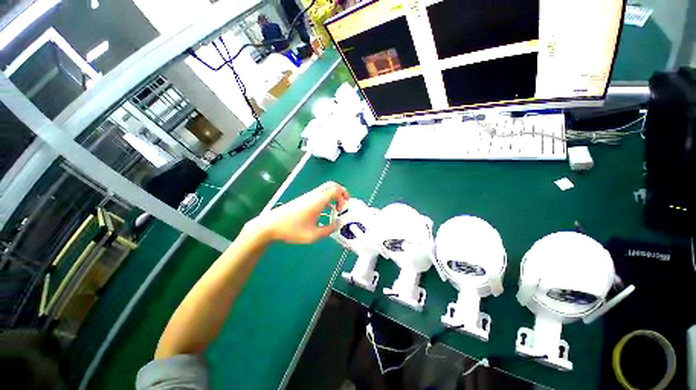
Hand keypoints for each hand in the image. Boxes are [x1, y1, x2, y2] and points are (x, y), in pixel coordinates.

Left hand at [246, 181, 349, 243]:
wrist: (270, 225)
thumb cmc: (292, 229)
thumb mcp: (313, 235)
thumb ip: (328, 230)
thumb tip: (337, 225)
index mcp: (319, 200)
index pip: (337, 189)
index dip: (344, 198)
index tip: (341, 210)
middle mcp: (315, 194)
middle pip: (333, 185)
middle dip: (342, 193)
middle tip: (344, 205)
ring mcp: (308, 195)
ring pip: (326, 189)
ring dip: (334, 196)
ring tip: (336, 209)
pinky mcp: (304, 199)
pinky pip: (320, 194)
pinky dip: (327, 199)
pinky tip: (325, 211)